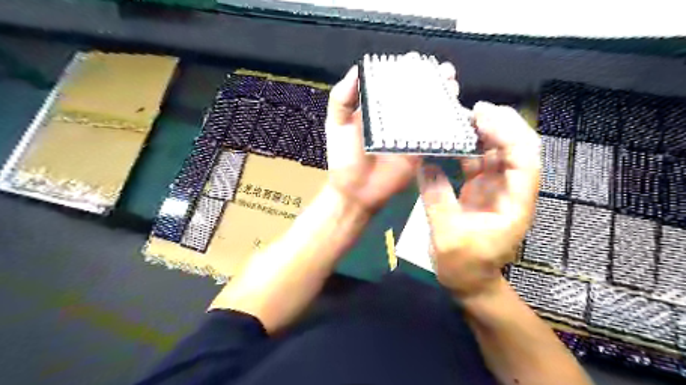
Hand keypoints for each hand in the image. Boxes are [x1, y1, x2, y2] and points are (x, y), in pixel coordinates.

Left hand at [325, 62, 456, 215]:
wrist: (356, 191)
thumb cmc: (344, 158)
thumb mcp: (337, 125)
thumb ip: (342, 98)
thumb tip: (356, 70)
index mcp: (376, 110)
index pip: (394, 85)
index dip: (407, 72)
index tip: (418, 60)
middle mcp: (395, 119)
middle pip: (417, 95)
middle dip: (432, 82)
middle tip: (445, 72)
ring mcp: (409, 134)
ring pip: (430, 111)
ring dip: (443, 97)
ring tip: (452, 84)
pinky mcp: (419, 150)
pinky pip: (434, 134)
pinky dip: (446, 122)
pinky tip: (456, 110)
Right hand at [418, 101, 541, 297]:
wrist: (469, 282)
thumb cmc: (464, 265)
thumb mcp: (447, 235)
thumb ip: (437, 198)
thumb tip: (425, 164)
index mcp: (515, 204)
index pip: (525, 162)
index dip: (509, 135)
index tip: (484, 117)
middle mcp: (511, 191)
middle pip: (518, 150)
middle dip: (502, 126)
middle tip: (475, 109)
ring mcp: (496, 189)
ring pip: (498, 153)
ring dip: (484, 133)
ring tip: (462, 118)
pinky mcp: (480, 190)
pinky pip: (478, 163)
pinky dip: (468, 148)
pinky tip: (454, 139)